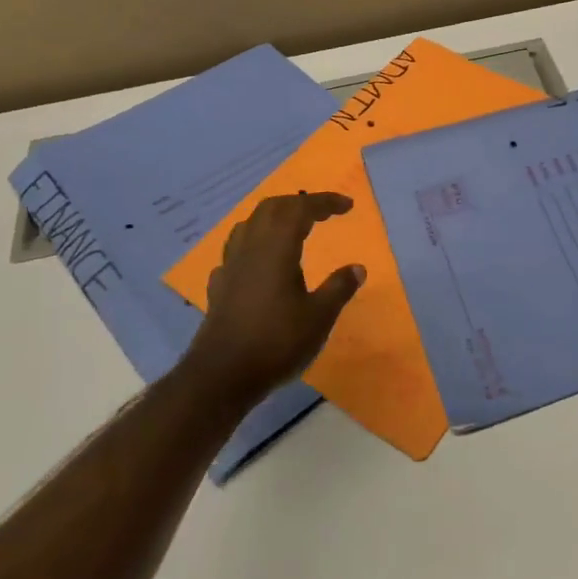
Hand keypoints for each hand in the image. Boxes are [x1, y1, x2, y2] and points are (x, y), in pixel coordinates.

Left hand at [181, 193, 365, 409]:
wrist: (221, 376)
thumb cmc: (276, 343)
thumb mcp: (319, 317)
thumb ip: (339, 288)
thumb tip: (358, 268)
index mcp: (276, 248)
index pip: (301, 209)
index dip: (325, 202)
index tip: (347, 206)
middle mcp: (250, 248)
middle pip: (272, 208)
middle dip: (299, 203)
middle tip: (323, 212)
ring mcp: (230, 266)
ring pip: (250, 225)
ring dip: (274, 218)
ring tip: (292, 228)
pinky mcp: (219, 286)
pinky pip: (236, 251)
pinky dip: (255, 244)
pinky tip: (260, 262)